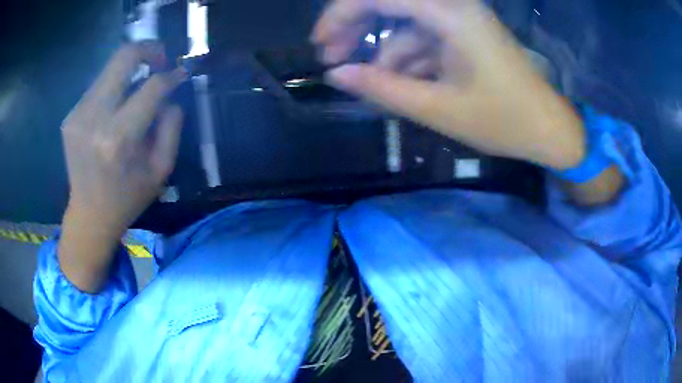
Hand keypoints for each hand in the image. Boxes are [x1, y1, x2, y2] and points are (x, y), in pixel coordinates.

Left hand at [62, 42, 186, 238]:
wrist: (89, 215)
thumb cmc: (127, 197)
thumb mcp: (160, 170)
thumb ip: (171, 126)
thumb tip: (171, 93)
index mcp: (118, 139)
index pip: (151, 87)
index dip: (170, 75)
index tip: (180, 74)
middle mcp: (94, 119)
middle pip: (123, 58)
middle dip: (148, 49)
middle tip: (160, 59)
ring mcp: (77, 115)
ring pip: (110, 68)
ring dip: (130, 70)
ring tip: (139, 85)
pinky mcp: (70, 116)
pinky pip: (98, 86)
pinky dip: (113, 86)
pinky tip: (117, 105)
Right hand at [313, 0, 585, 169]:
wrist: (548, 128)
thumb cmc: (503, 121)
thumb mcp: (438, 109)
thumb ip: (382, 88)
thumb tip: (335, 75)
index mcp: (450, 15)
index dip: (340, 15)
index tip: (319, 45)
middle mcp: (454, 6)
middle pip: (389, 2)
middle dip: (355, 27)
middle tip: (333, 58)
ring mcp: (460, 18)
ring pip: (404, 23)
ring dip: (383, 49)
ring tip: (368, 81)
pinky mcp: (465, 32)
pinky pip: (424, 36)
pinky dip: (407, 56)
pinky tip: (400, 81)